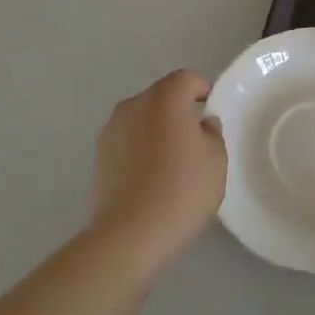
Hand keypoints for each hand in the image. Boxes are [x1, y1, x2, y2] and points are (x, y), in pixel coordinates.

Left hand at [88, 70, 226, 271]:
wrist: (128, 235)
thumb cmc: (181, 190)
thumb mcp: (216, 161)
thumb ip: (212, 134)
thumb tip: (202, 124)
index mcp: (165, 97)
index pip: (187, 78)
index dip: (202, 91)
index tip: (211, 113)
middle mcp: (134, 104)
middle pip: (162, 96)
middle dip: (178, 110)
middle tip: (194, 141)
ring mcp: (111, 129)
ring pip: (142, 118)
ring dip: (156, 130)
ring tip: (170, 163)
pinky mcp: (98, 156)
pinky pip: (127, 141)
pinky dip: (139, 149)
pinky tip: (149, 179)